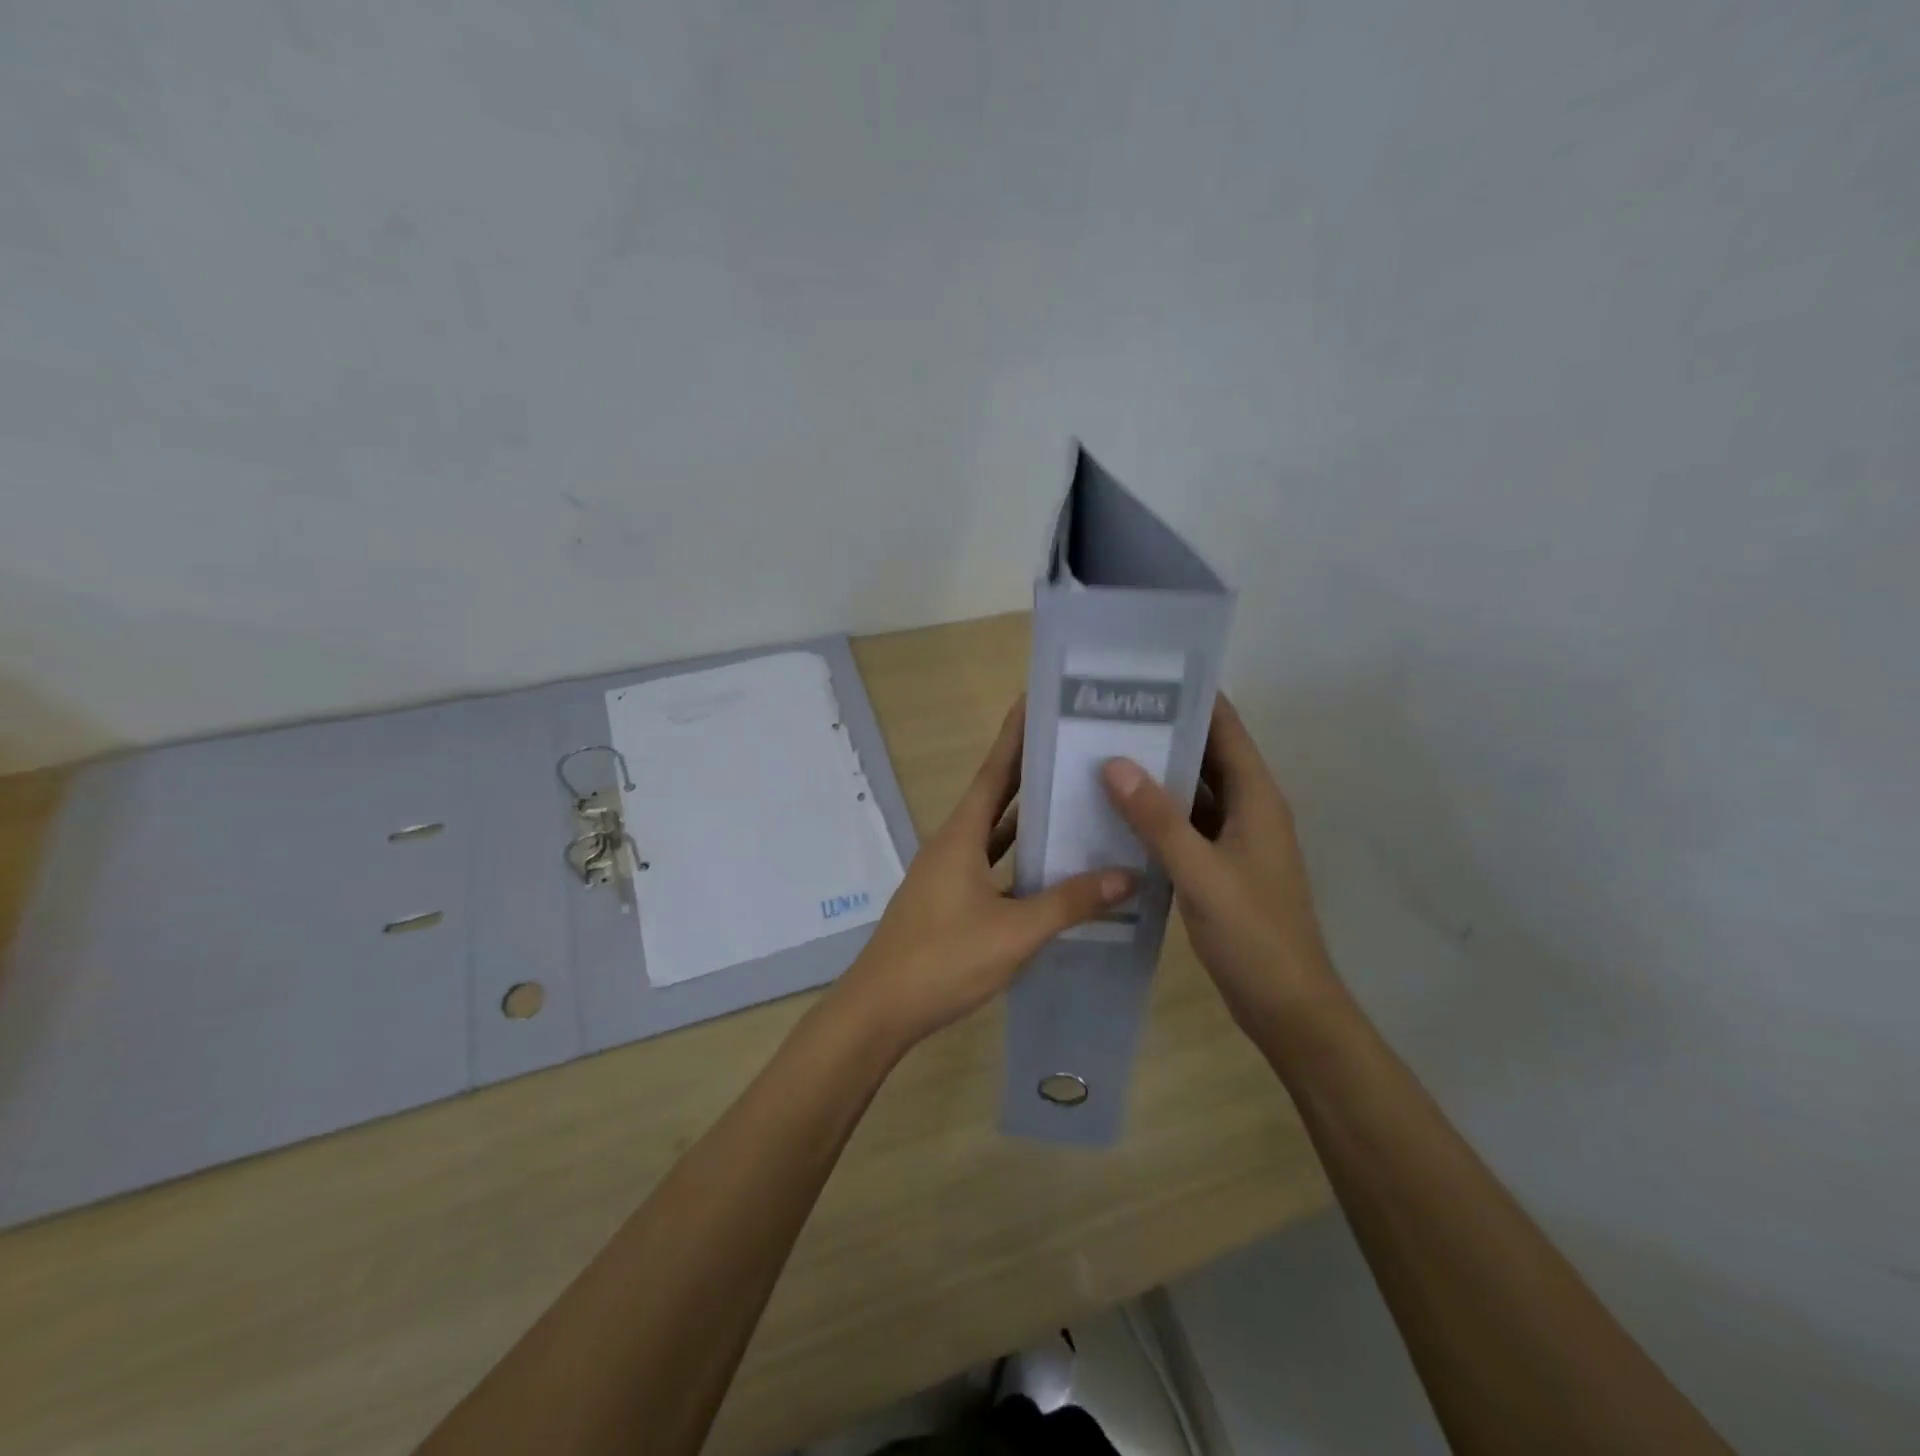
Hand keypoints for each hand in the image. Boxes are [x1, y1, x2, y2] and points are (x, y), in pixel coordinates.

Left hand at [832, 700, 1134, 1053]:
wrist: (881, 1009)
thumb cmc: (944, 959)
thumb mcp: (1015, 931)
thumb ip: (1070, 901)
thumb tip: (1128, 874)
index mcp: (961, 836)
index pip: (994, 771)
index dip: (1015, 736)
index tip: (1037, 701)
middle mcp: (952, 844)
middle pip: (996, 796)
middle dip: (1030, 770)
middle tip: (1072, 746)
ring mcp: (948, 874)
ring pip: (994, 834)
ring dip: (1027, 817)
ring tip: (1072, 798)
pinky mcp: (949, 901)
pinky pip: (991, 866)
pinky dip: (1018, 860)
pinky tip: (1049, 867)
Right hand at [1100, 694, 1337, 1038]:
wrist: (1287, 1006)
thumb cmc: (1253, 935)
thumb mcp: (1201, 873)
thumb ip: (1158, 819)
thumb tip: (1114, 762)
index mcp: (1257, 798)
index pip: (1225, 728)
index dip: (1190, 697)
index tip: (1141, 676)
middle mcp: (1248, 808)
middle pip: (1205, 754)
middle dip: (1161, 731)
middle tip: (1104, 713)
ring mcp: (1234, 839)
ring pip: (1192, 791)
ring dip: (1155, 773)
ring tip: (1101, 751)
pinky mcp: (1219, 865)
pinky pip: (1184, 825)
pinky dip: (1156, 814)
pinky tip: (1115, 811)